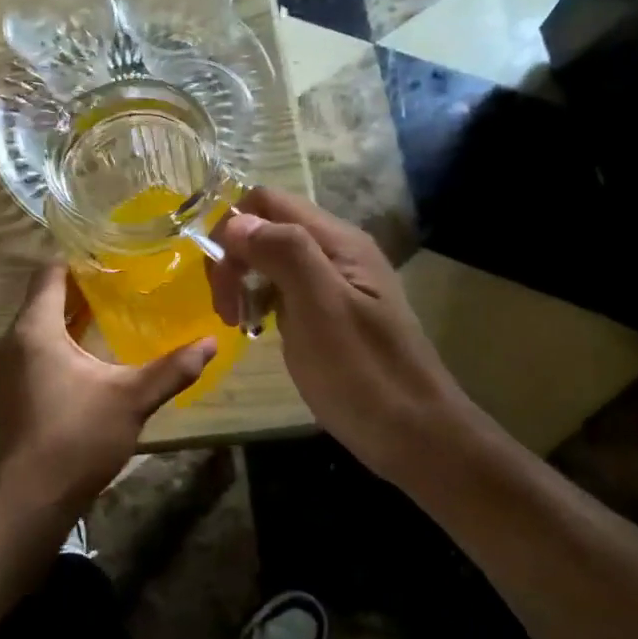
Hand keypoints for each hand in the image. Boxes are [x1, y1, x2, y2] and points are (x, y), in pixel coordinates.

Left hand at [0, 265, 215, 521]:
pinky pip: (35, 345)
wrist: (32, 499)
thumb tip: (211, 342)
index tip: (114, 254)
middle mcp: (13, 339)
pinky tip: (92, 348)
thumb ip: (172, 369)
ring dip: (71, 313)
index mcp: (35, 330)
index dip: (79, 259)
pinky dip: (60, 337)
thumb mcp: (133, 399)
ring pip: (39, 322)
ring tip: (113, 307)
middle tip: (124, 279)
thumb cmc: (78, 438)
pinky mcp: (12, 387)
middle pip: (44, 295)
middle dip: (81, 285)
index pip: (50, 273)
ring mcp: (8, 365)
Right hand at [207, 189, 472, 478]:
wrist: (415, 436)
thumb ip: (284, 254)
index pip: (267, 201)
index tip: (221, 278)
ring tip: (237, 321)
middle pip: (265, 228)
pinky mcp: (325, 313)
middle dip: (234, 259)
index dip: (233, 227)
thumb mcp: (322, 308)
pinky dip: (259, 301)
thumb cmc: (365, 373)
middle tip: (227, 309)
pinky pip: (281, 288)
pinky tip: (256, 328)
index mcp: (337, 241)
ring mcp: (331, 284)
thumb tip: (236, 223)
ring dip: (243, 281)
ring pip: (269, 258)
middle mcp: (334, 252)